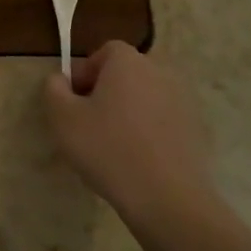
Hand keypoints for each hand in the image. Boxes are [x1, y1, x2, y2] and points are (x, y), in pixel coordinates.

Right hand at [43, 42, 222, 225]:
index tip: (74, 101)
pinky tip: (137, 160)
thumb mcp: (63, 117)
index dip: (85, 73)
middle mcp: (159, 72)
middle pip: (126, 74)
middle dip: (106, 92)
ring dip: (128, 112)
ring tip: (113, 146)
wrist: (167, 198)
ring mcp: (183, 101)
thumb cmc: (108, 148)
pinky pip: (162, 121)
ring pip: (144, 98)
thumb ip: (54, 89)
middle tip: (89, 124)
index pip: (104, 52)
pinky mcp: (195, 130)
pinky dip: (148, 132)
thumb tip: (61, 80)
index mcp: (128, 62)